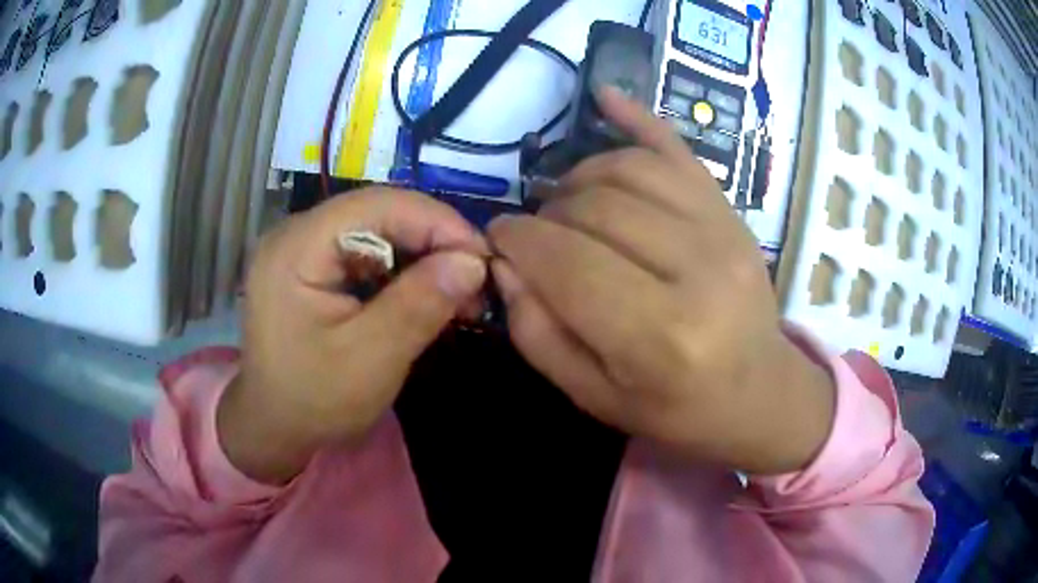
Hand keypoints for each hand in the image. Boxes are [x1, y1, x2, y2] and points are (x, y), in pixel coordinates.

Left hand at [219, 189, 487, 483]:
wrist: (275, 427)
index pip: (377, 205)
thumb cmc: (315, 401)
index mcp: (297, 248)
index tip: (483, 258)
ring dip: (422, 255)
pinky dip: (403, 269)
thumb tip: (473, 261)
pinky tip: (425, 293)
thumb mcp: (371, 360)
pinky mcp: (313, 265)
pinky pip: (367, 251)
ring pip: (378, 230)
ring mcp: (303, 247)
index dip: (437, 222)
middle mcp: (296, 233)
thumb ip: (419, 305)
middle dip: (434, 240)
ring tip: (458, 290)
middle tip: (476, 277)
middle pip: (378, 212)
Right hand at [488, 88, 834, 474]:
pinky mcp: (732, 211)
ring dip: (579, 178)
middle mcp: (696, 271)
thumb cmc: (677, 409)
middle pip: (595, 209)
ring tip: (567, 204)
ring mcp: (723, 231)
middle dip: (546, 214)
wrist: (760, 394)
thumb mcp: (594, 396)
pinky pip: (678, 150)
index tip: (497, 238)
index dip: (517, 240)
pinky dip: (638, 118)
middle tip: (537, 235)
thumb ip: (540, 334)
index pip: (566, 261)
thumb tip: (506, 265)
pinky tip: (606, 97)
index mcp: (659, 336)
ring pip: (628, 171)